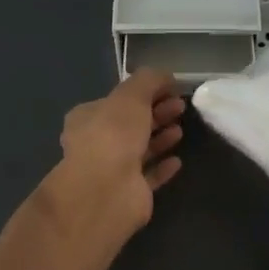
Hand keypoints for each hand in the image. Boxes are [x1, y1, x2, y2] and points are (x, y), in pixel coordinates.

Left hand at [37, 68, 185, 265]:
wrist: (107, 190)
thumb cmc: (113, 134)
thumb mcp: (131, 95)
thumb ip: (149, 81)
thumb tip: (166, 76)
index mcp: (88, 118)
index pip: (116, 100)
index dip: (143, 93)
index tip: (169, 88)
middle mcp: (96, 143)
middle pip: (130, 124)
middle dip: (155, 113)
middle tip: (180, 106)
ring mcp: (112, 170)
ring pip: (140, 149)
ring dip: (160, 138)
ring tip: (180, 129)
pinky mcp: (129, 193)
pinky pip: (149, 176)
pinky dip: (162, 167)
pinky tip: (178, 160)